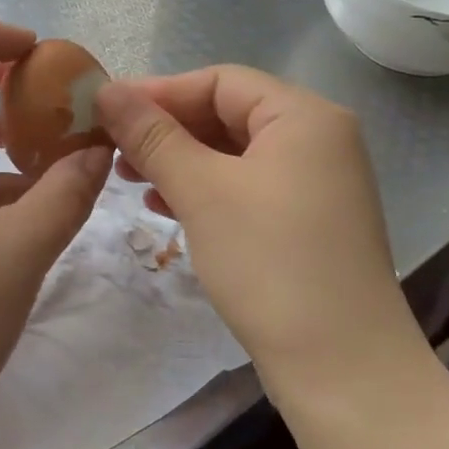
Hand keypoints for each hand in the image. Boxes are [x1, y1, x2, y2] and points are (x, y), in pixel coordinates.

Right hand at [96, 67, 412, 381]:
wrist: (343, 367)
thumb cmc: (270, 264)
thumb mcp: (202, 192)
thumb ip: (153, 136)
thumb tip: (107, 90)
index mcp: (304, 116)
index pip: (220, 81)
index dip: (159, 92)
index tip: (105, 110)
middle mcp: (318, 140)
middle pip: (228, 114)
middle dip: (167, 130)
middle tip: (112, 148)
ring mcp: (316, 184)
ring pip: (234, 155)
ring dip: (180, 162)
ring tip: (129, 179)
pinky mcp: (308, 223)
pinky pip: (247, 188)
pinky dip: (205, 191)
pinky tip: (165, 207)